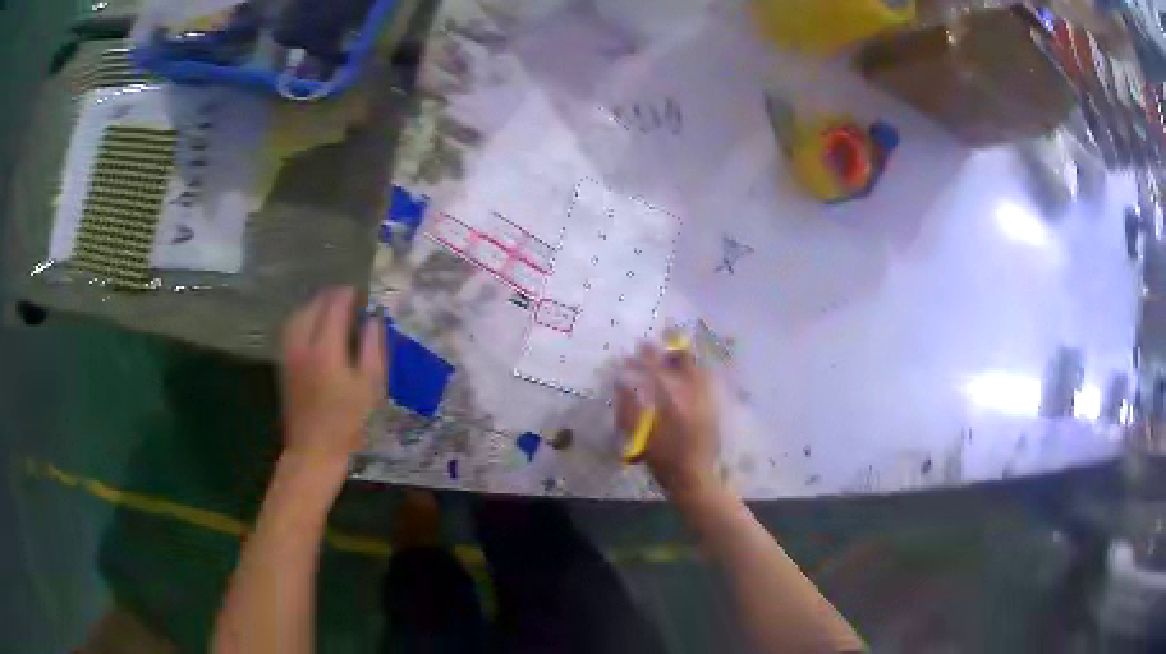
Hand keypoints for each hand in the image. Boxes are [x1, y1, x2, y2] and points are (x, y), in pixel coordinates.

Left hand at [281, 287, 384, 468]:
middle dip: (333, 297)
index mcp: (326, 348)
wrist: (313, 449)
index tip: (364, 296)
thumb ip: (373, 347)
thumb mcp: (370, 386)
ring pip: (300, 313)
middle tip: (352, 302)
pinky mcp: (283, 361)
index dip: (350, 295)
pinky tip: (316, 327)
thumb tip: (374, 319)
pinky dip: (305, 318)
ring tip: (334, 310)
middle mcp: (303, 343)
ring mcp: (289, 352)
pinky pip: (292, 327)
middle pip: (315, 304)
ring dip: (317, 305)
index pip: (336, 305)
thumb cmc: (347, 421)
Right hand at [616, 343, 720, 498]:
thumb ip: (628, 407)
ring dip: (681, 360)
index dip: (643, 357)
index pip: (656, 368)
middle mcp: (692, 393)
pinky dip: (694, 372)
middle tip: (654, 350)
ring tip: (669, 360)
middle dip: (667, 351)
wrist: (695, 478)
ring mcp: (706, 398)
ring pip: (697, 367)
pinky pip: (705, 380)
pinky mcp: (713, 406)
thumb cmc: (664, 460)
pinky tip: (685, 378)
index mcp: (672, 399)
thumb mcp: (639, 436)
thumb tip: (621, 384)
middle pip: (684, 360)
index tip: (633, 351)